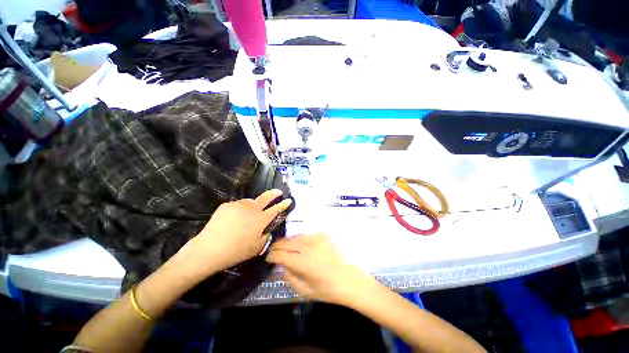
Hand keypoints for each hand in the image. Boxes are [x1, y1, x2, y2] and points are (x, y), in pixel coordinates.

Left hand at [179, 189, 291, 277]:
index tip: (289, 200)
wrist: (209, 249)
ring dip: (254, 205)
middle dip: (274, 193)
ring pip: (250, 201)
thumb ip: (266, 235)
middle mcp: (252, 209)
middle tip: (279, 191)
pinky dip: (240, 209)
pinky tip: (234, 218)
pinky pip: (238, 205)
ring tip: (250, 213)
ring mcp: (239, 205)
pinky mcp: (227, 205)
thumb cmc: (236, 251)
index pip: (276, 209)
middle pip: (266, 197)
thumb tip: (268, 228)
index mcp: (261, 219)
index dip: (284, 204)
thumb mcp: (257, 247)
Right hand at [266, 233, 377, 304]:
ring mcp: (315, 238)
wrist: (348, 278)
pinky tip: (301, 246)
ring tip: (286, 248)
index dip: (271, 255)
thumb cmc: (326, 289)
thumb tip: (281, 265)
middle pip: (285, 242)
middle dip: (277, 246)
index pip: (279, 254)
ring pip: (295, 237)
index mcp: (302, 262)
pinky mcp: (322, 235)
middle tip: (274, 251)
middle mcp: (307, 246)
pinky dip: (300, 240)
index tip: (267, 257)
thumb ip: (288, 276)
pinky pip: (305, 236)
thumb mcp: (303, 290)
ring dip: (288, 242)